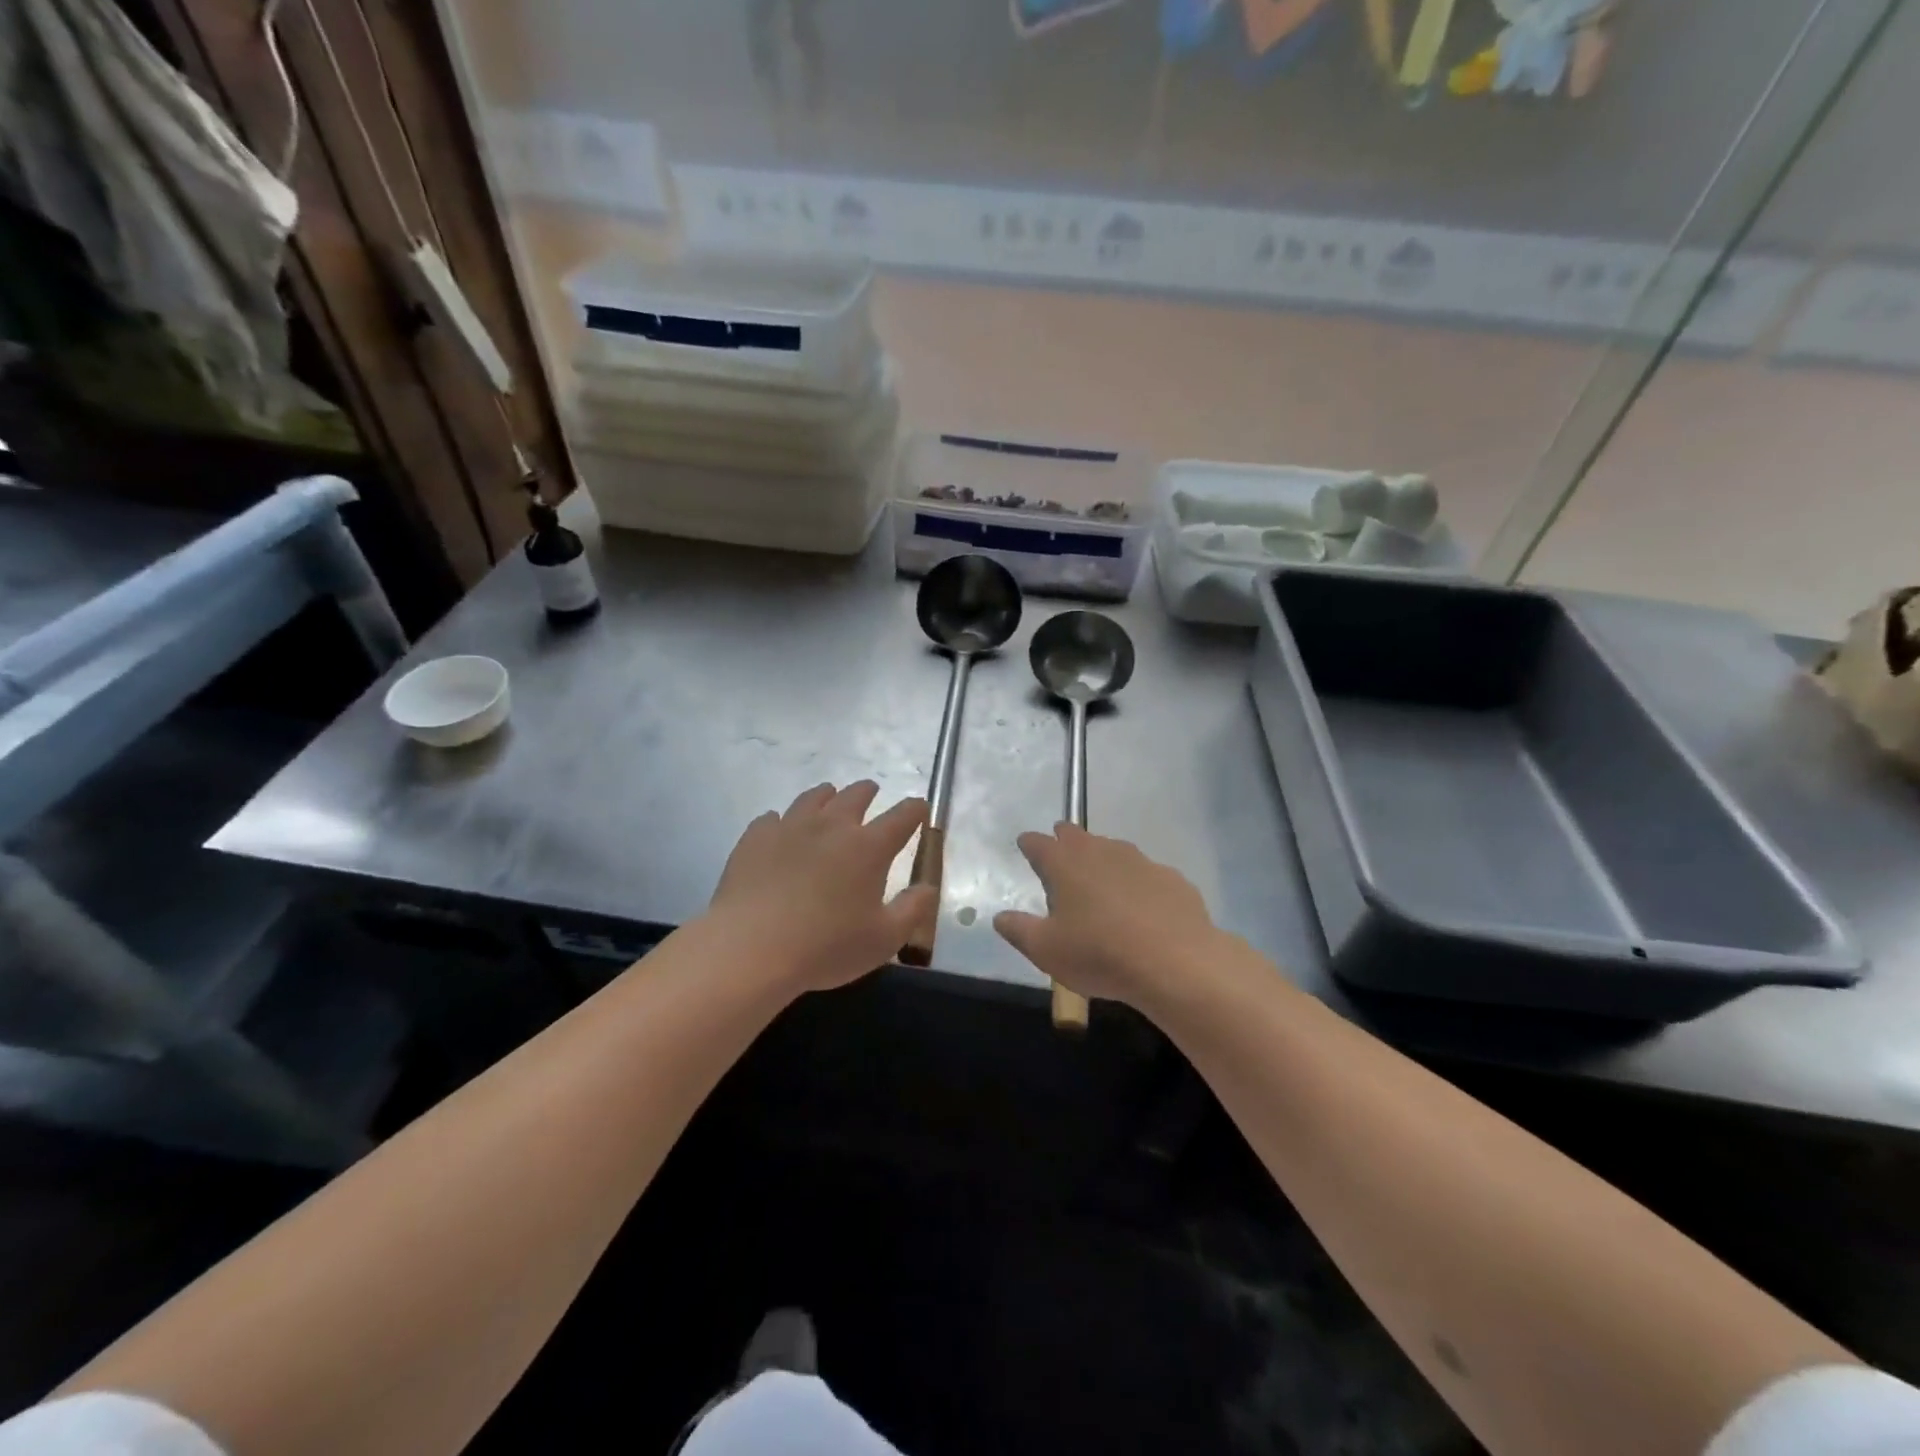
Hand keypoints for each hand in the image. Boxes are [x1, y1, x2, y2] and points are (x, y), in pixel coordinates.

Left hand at [707, 781, 933, 993]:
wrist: (751, 949)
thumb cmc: (826, 947)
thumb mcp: (884, 940)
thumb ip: (912, 909)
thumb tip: (928, 887)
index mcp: (869, 847)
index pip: (902, 816)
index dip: (915, 809)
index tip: (919, 809)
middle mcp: (832, 826)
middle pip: (855, 795)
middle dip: (868, 792)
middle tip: (871, 792)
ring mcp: (790, 827)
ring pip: (813, 798)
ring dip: (827, 796)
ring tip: (828, 798)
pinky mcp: (756, 838)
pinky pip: (772, 818)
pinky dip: (783, 821)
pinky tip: (780, 831)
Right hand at [994, 823, 1232, 1012]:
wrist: (1176, 962)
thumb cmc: (1099, 953)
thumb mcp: (1046, 950)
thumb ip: (1019, 930)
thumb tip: (1000, 918)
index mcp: (1064, 863)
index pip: (1038, 843)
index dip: (1030, 844)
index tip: (1026, 845)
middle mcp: (1100, 851)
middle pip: (1076, 836)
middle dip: (1064, 839)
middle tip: (1059, 849)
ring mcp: (1140, 861)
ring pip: (1113, 850)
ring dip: (1102, 859)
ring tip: (1099, 879)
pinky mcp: (1170, 878)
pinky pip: (1146, 874)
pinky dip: (1137, 883)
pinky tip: (1142, 907)